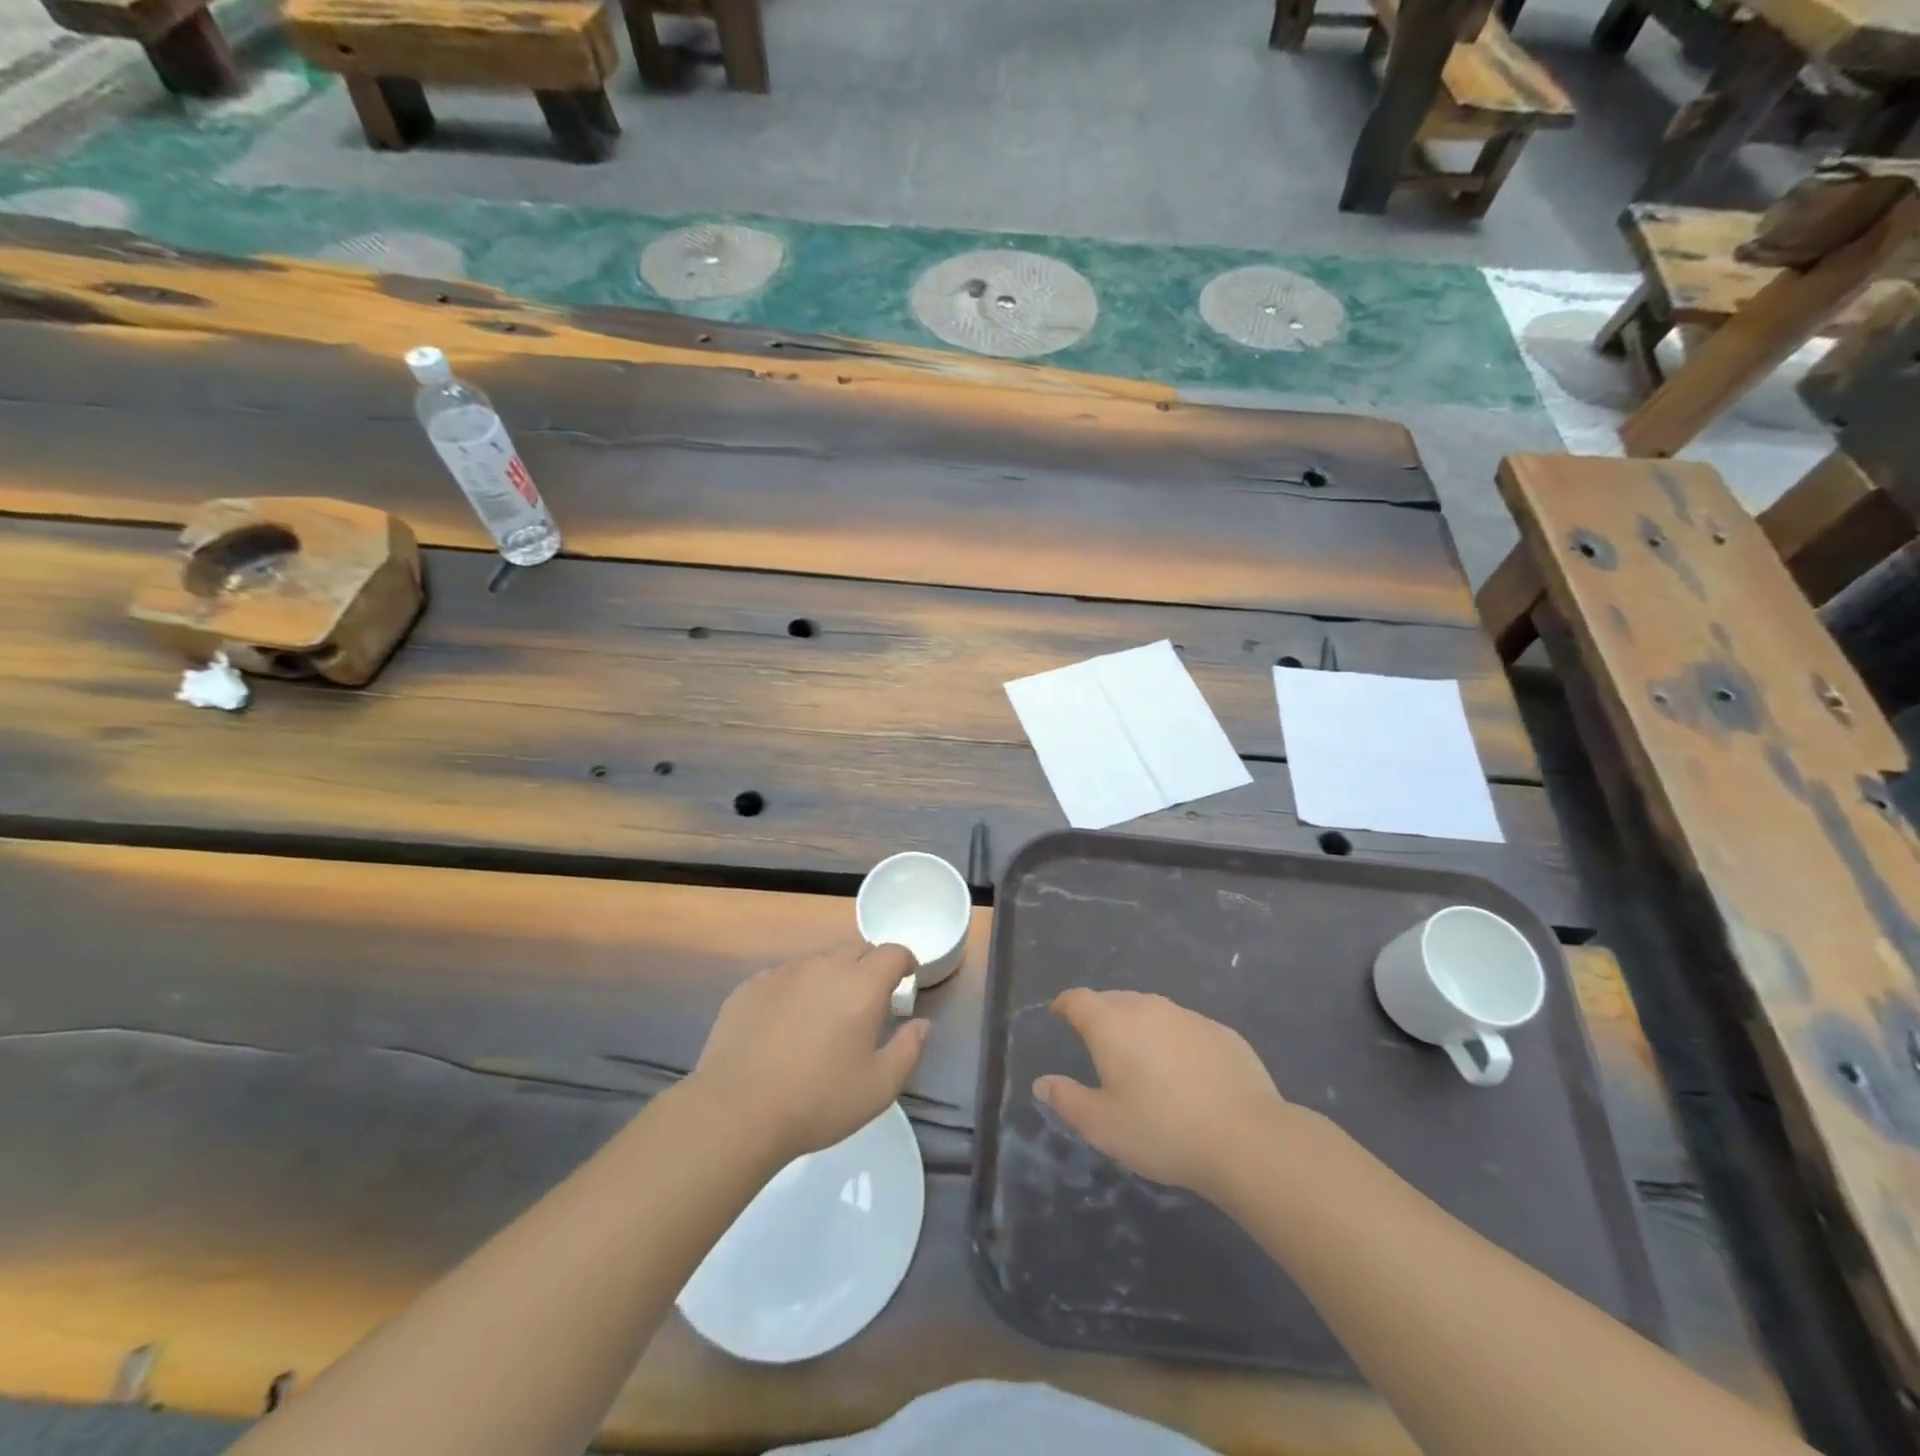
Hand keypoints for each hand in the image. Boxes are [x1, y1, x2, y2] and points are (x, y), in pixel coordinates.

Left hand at [689, 940, 928, 1162]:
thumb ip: (909, 1049)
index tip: (904, 982)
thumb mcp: (880, 1087)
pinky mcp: (751, 986)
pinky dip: (795, 991)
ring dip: (831, 978)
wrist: (736, 1111)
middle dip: (869, 968)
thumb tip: (921, 1024)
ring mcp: (783, 973)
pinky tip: (784, 1026)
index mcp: (861, 984)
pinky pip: (784, 977)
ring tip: (824, 1016)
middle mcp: (824, 966)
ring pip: (818, 962)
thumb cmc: (818, 1100)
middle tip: (867, 1004)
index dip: (904, 962)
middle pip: (856, 950)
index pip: (893, 952)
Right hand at [1035, 989, 1291, 1197]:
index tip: (1059, 1014)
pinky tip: (1183, 1072)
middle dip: (1101, 1014)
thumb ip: (1067, 1099)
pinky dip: (1173, 1040)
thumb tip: (1042, 1082)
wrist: (1247, 1138)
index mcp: (1112, 1024)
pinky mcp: (1221, 1032)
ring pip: (1152, 1011)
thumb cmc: (1162, 1130)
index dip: (1065, 1005)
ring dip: (1138, 1026)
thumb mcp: (1103, 1125)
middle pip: (1114, 1000)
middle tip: (1097, 1042)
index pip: (1078, 1000)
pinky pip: (1184, 1027)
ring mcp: (1187, 1016)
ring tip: (1139, 1057)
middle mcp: (1147, 1008)